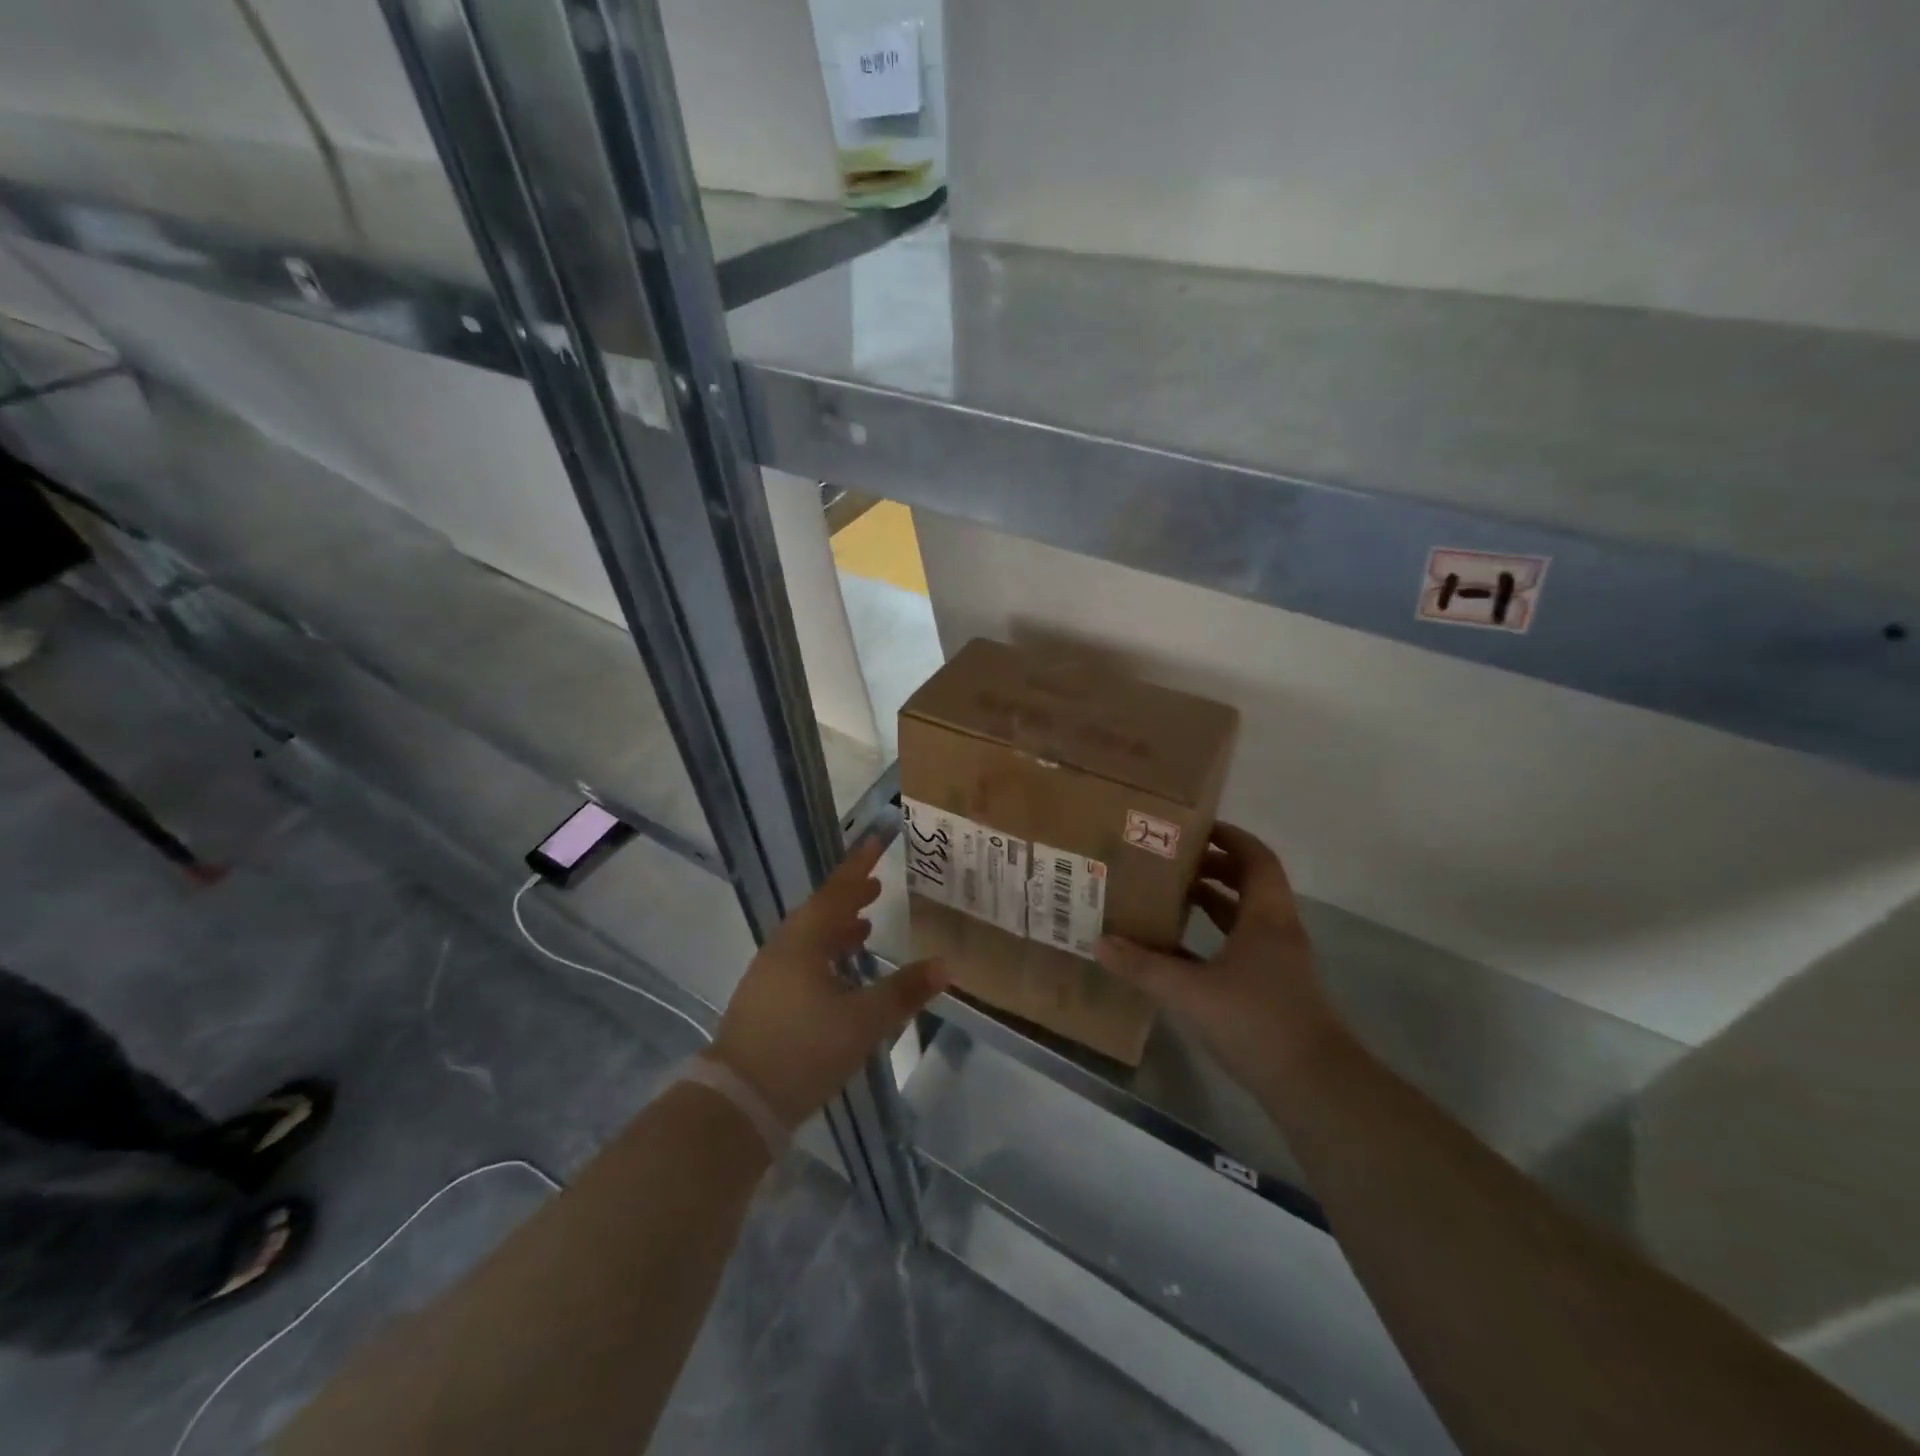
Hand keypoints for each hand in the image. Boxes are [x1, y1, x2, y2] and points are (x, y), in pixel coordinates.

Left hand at [708, 837, 946, 1128]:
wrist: (737, 1102)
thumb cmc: (804, 1050)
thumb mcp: (863, 1022)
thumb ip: (904, 991)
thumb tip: (945, 965)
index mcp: (803, 942)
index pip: (836, 892)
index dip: (857, 867)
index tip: (874, 841)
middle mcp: (782, 949)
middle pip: (819, 912)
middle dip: (849, 898)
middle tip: (876, 888)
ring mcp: (767, 975)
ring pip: (808, 939)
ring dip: (837, 928)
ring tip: (864, 927)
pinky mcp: (763, 1001)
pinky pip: (800, 961)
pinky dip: (825, 955)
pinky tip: (839, 976)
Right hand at [1096, 822, 1347, 1098]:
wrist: (1315, 1086)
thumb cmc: (1257, 1022)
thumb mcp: (1190, 992)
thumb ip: (1144, 967)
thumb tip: (1100, 943)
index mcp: (1266, 917)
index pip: (1255, 858)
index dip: (1229, 837)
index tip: (1194, 827)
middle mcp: (1277, 931)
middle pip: (1250, 882)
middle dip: (1214, 866)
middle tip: (1172, 861)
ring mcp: (1280, 962)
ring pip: (1246, 916)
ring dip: (1214, 901)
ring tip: (1173, 895)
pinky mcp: (1275, 988)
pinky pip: (1243, 945)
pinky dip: (1215, 936)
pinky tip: (1182, 950)